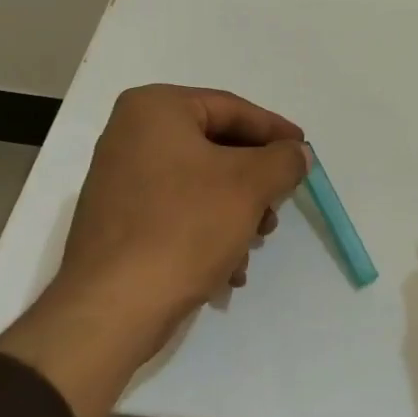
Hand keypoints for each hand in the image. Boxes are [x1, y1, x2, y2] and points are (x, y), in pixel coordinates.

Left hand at [0, 85, 309, 416]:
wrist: (113, 307)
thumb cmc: (184, 227)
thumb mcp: (249, 185)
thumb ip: (283, 160)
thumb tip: (297, 153)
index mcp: (155, 109)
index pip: (232, 109)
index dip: (275, 131)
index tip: (304, 153)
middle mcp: (131, 135)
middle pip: (217, 148)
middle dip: (255, 182)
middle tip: (280, 206)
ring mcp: (122, 180)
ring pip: (202, 185)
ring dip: (237, 213)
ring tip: (255, 243)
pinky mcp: (120, 221)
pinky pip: (178, 212)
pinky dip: (209, 233)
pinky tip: (229, 269)